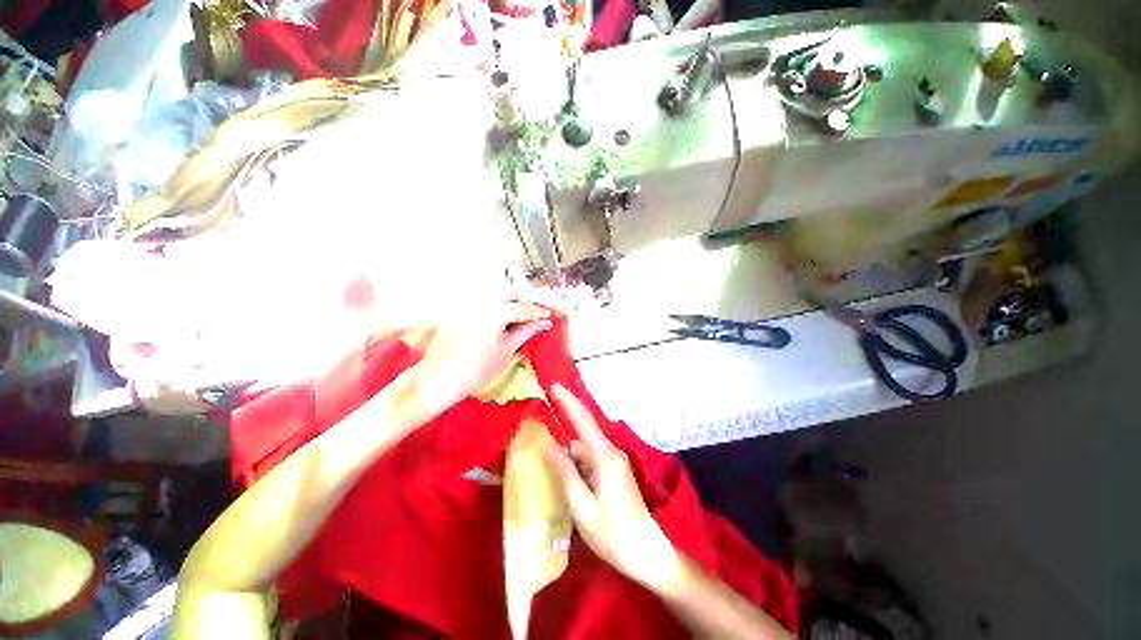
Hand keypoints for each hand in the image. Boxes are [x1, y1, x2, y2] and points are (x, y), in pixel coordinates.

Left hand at [409, 301, 551, 417]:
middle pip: (511, 290)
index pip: (524, 308)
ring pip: (496, 288)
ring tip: (523, 307)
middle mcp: (481, 300)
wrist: (441, 378)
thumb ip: (527, 331)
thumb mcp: (507, 350)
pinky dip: (496, 298)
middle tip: (539, 307)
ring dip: (512, 294)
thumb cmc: (477, 369)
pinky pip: (482, 295)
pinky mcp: (459, 305)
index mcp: (495, 312)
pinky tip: (504, 308)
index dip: (539, 311)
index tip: (550, 314)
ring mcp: (468, 301)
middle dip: (527, 296)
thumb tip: (545, 323)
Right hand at [546, 384, 680, 589]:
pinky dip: (576, 466)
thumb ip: (566, 475)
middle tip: (541, 435)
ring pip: (584, 451)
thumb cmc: (613, 534)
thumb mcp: (582, 508)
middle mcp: (611, 453)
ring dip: (568, 457)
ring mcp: (614, 462)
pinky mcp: (614, 472)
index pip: (584, 421)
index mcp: (605, 458)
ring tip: (551, 472)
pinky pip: (590, 461)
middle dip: (563, 430)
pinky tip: (567, 483)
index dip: (568, 402)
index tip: (554, 386)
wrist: (647, 553)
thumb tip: (550, 447)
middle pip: (582, 435)